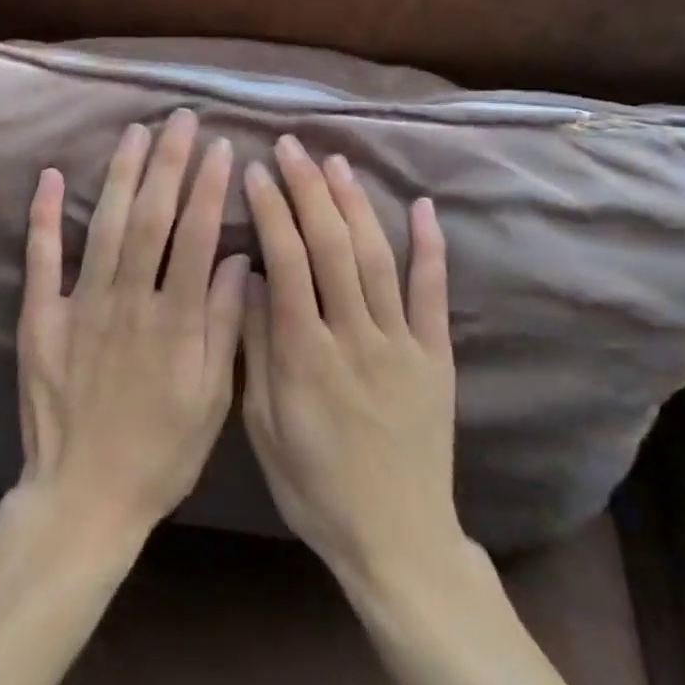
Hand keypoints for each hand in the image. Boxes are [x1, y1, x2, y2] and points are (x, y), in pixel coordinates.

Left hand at [13, 110, 249, 550]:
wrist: (84, 497)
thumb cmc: (161, 452)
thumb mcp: (212, 400)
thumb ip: (225, 326)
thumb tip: (238, 259)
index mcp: (174, 320)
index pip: (195, 237)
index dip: (208, 188)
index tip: (220, 148)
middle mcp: (128, 301)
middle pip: (151, 218)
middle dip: (169, 163)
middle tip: (180, 119)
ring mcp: (80, 305)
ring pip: (106, 226)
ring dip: (121, 175)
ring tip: (136, 132)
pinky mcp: (40, 318)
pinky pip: (42, 259)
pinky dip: (46, 216)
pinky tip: (52, 176)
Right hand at [241, 135, 461, 594]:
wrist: (396, 537)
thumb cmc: (314, 485)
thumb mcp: (263, 426)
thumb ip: (255, 347)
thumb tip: (247, 276)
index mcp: (304, 353)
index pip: (286, 261)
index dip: (271, 209)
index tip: (256, 170)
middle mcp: (354, 336)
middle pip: (330, 245)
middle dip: (308, 189)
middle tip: (291, 146)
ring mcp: (401, 343)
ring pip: (376, 257)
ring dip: (354, 203)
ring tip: (335, 162)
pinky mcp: (436, 355)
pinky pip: (433, 293)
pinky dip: (429, 246)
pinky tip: (421, 205)